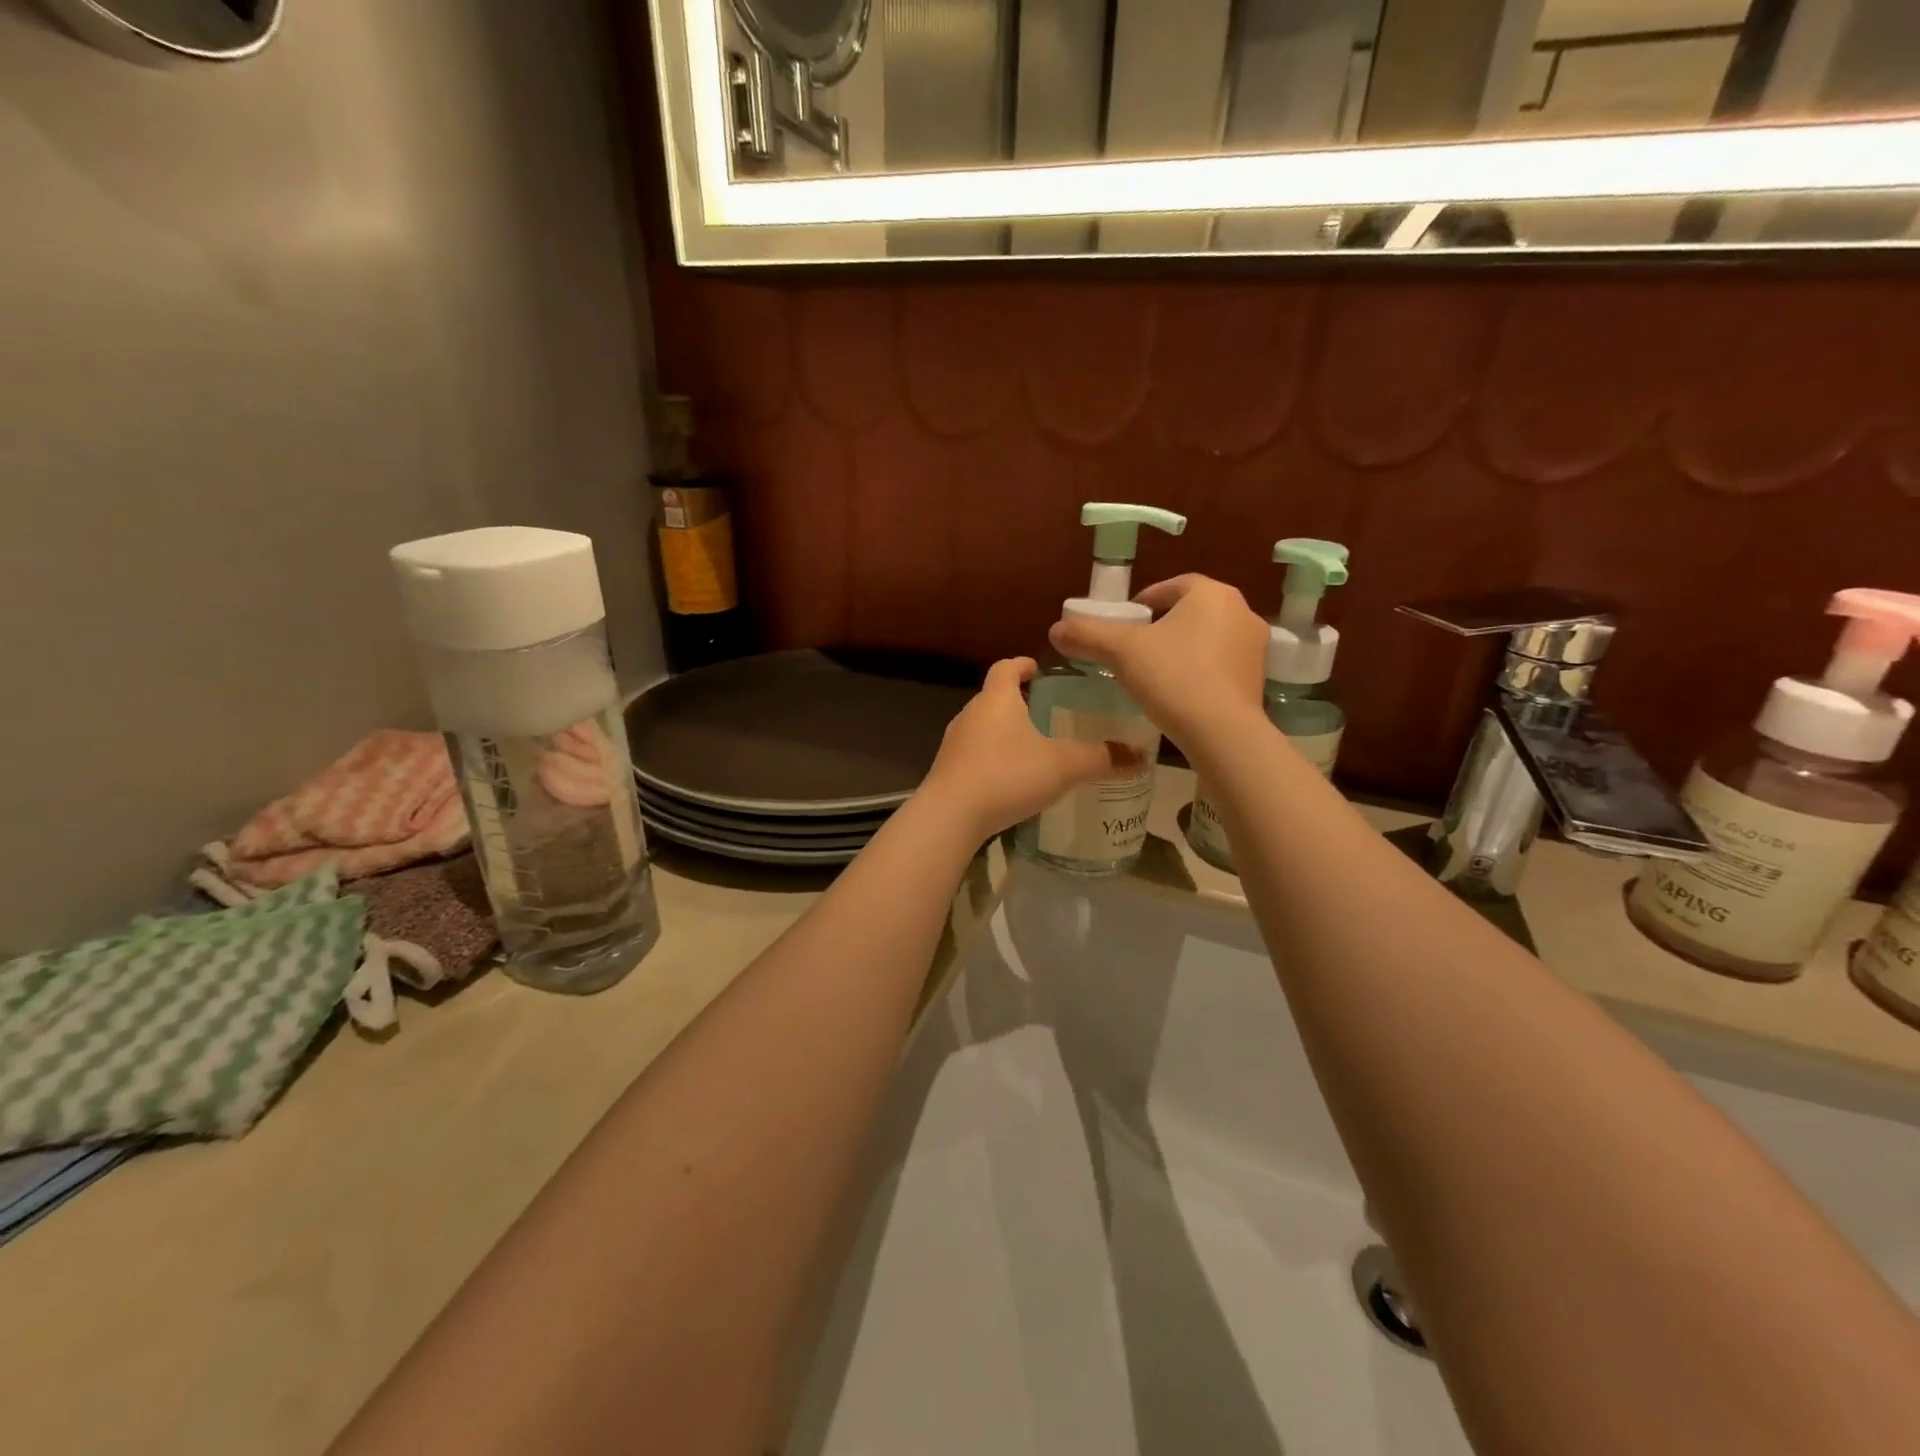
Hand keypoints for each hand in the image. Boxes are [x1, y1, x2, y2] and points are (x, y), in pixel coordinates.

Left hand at [919, 658, 1142, 841]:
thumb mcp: (1062, 766)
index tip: (1040, 670)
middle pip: (996, 697)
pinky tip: (1012, 779)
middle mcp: (971, 714)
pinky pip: (975, 754)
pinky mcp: (948, 770)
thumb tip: (1140, 757)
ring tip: (1034, 747)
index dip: (1024, 664)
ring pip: (985, 727)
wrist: (950, 816)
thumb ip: (1101, 759)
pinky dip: (994, 758)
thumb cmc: (1007, 775)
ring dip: (1006, 732)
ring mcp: (955, 743)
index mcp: (996, 699)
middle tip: (1049, 712)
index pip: (1007, 667)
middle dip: (1020, 701)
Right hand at [1048, 574, 1267, 751]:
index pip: (1173, 586)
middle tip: (1137, 646)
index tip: (1127, 620)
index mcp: (1211, 594)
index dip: (1146, 599)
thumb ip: (1088, 635)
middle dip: (1165, 624)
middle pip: (1193, 611)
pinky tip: (1180, 691)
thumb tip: (1056, 629)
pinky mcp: (1258, 678)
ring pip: (1209, 637)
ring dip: (1185, 647)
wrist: (1222, 732)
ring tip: (1156, 671)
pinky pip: (1222, 664)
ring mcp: (1255, 646)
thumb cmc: (1173, 677)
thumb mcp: (1122, 652)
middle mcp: (1241, 611)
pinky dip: (1201, 670)